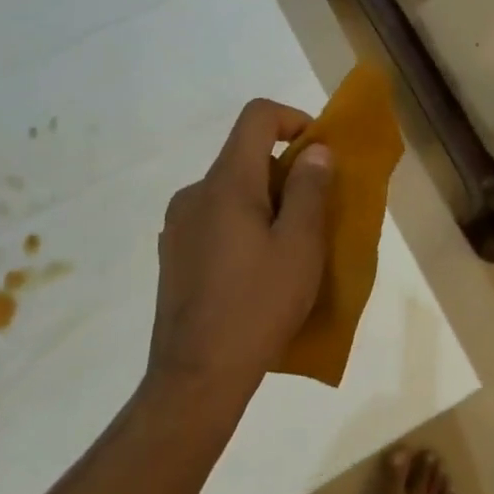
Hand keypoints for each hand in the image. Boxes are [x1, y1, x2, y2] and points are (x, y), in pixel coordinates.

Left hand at [149, 99, 333, 407]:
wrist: (196, 376)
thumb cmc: (258, 306)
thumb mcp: (300, 246)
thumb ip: (309, 190)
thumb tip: (316, 151)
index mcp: (226, 183)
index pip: (257, 117)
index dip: (294, 119)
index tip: (320, 154)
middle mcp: (195, 193)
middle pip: (245, 156)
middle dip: (286, 171)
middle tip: (316, 213)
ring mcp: (177, 225)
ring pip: (231, 191)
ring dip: (265, 202)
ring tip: (290, 248)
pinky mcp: (172, 254)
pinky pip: (215, 219)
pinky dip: (243, 225)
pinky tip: (256, 271)